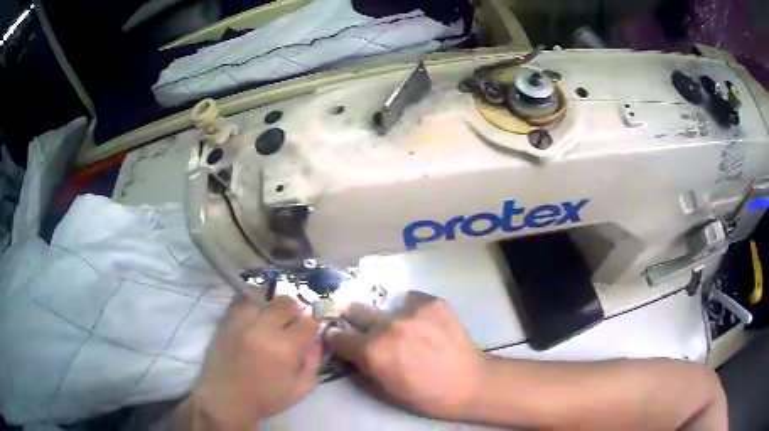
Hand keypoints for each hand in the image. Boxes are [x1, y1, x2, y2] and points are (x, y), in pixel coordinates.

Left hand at [181, 295, 321, 428]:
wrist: (225, 398)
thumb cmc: (265, 398)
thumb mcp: (299, 389)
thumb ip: (313, 362)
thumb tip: (318, 339)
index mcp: (284, 348)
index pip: (308, 322)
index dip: (314, 325)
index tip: (311, 331)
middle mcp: (263, 329)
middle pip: (286, 303)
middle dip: (295, 311)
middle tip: (293, 323)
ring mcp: (242, 321)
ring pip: (264, 297)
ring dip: (273, 306)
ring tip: (273, 318)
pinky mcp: (226, 320)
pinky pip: (241, 299)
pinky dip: (252, 302)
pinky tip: (255, 315)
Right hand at [324, 291, 485, 420]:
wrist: (468, 383)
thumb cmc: (424, 395)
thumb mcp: (384, 390)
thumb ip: (361, 368)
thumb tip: (350, 352)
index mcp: (372, 351)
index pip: (337, 336)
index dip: (336, 339)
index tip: (339, 338)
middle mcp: (388, 326)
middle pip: (356, 310)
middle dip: (355, 319)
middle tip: (363, 327)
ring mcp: (412, 311)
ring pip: (386, 306)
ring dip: (387, 317)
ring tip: (403, 329)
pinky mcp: (432, 302)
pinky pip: (411, 299)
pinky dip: (412, 310)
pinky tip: (423, 323)